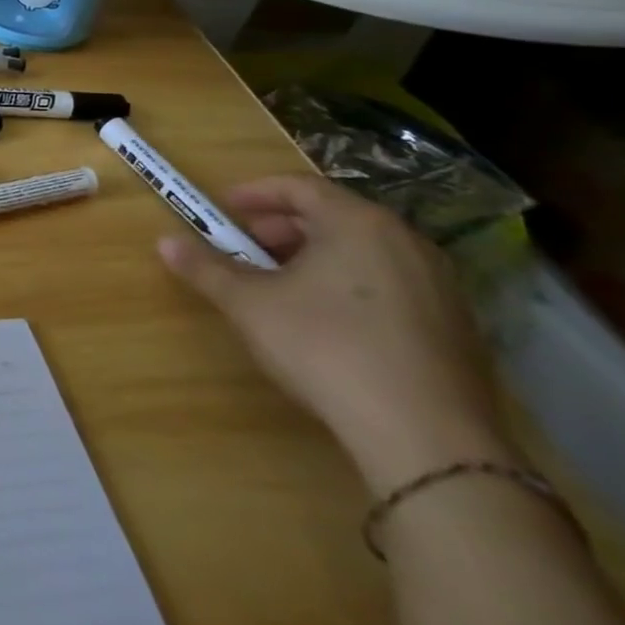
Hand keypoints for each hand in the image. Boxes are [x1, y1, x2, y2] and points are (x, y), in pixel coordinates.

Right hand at [156, 173, 512, 493]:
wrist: (428, 437)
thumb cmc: (326, 347)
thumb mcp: (249, 304)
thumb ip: (206, 268)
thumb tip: (164, 242)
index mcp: (357, 223)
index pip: (300, 187)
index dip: (256, 193)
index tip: (225, 209)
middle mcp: (406, 241)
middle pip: (335, 216)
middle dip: (283, 227)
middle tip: (247, 247)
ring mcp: (442, 285)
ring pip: (365, 251)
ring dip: (317, 257)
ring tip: (283, 285)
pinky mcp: (459, 328)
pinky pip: (393, 285)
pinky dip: (353, 285)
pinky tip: (330, 321)